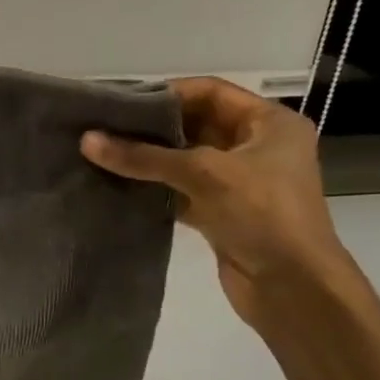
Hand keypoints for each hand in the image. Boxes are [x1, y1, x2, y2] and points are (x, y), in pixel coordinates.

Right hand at [80, 77, 350, 324]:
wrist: (292, 286)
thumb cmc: (262, 214)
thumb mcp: (205, 174)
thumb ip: (145, 157)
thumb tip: (87, 141)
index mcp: (269, 123)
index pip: (210, 93)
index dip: (166, 94)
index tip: (120, 102)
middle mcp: (256, 148)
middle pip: (196, 126)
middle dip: (152, 129)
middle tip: (103, 129)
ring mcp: (239, 184)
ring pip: (186, 163)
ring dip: (149, 162)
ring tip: (103, 156)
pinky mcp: (222, 215)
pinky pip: (182, 194)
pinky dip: (155, 191)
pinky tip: (120, 189)